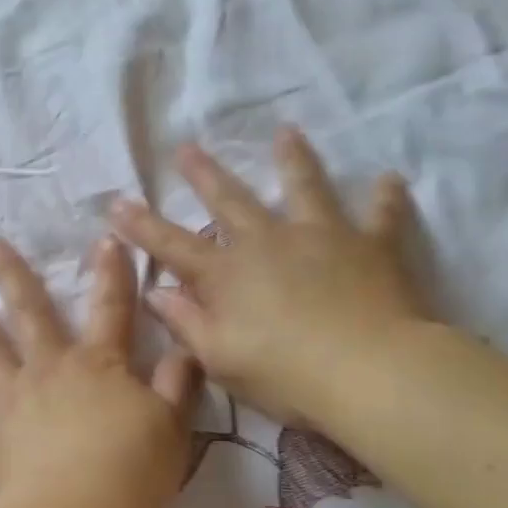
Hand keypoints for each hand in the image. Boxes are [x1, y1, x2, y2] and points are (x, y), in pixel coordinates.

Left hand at [0, 237, 202, 507]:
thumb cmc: (133, 469)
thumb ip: (178, 383)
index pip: (110, 309)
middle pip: (30, 314)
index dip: (111, 274)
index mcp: (97, 365)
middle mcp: (50, 372)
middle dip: (14, 277)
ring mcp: (13, 404)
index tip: (105, 237)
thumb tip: (185, 348)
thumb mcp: (173, 425)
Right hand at [109, 128, 431, 427]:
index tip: (117, 202)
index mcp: (228, 274)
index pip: (173, 245)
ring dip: (293, 160)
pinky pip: (381, 216)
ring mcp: (322, 237)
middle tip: (186, 147)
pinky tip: (389, 179)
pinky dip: (385, 198)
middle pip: (230, 201)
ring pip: (304, 188)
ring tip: (287, 133)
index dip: (142, 226)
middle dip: (205, 175)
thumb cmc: (285, 375)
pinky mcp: (371, 247)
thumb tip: (156, 293)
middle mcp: (269, 243)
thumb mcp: (220, 358)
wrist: (370, 372)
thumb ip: (186, 323)